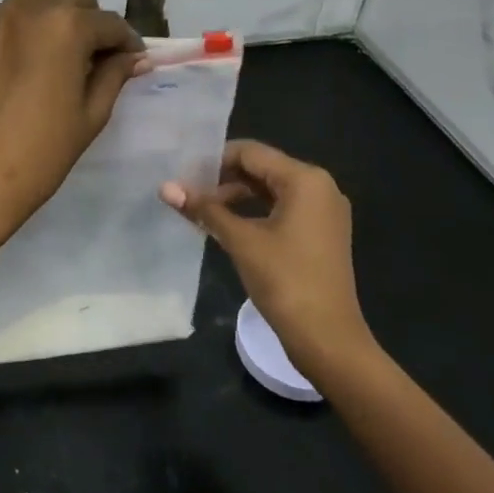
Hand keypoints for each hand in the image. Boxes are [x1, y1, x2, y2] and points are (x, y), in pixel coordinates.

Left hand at [0, 0, 145, 249]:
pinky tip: (19, 61)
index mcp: (67, 26)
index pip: (109, 23)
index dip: (126, 42)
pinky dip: (19, 26)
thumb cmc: (44, 150)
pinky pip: (2, 14)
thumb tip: (135, 56)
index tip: (131, 59)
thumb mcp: (92, 112)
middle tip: (91, 55)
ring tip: (55, 48)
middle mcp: (29, 8)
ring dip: (53, 11)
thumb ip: (115, 74)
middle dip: (90, 20)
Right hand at [159, 141, 372, 372]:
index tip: (183, 173)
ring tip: (202, 209)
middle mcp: (319, 187)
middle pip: (261, 168)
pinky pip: (282, 208)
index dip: (214, 160)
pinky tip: (227, 224)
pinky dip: (254, 211)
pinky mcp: (321, 233)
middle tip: (188, 191)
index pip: (250, 152)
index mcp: (305, 179)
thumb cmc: (286, 281)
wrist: (328, 339)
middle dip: (223, 178)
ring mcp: (323, 211)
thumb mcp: (240, 240)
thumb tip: (165, 187)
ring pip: (271, 189)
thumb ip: (204, 209)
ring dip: (236, 196)